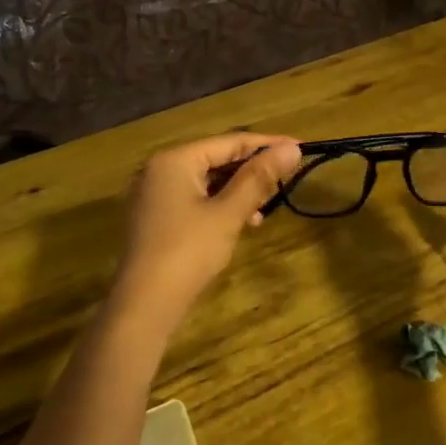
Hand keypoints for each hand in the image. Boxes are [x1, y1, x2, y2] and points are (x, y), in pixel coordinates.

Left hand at [109, 132, 303, 322]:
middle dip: (252, 169)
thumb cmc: (188, 251)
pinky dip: (220, 204)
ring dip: (238, 190)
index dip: (268, 144)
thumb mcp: (229, 212)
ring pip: (207, 180)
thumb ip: (259, 177)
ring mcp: (154, 193)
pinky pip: (194, 198)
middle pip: (216, 158)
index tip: (301, 147)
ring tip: (265, 206)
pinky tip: (241, 221)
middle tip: (286, 177)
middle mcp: (160, 168)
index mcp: (175, 159)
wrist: (144, 303)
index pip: (230, 141)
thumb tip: (292, 148)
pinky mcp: (156, 216)